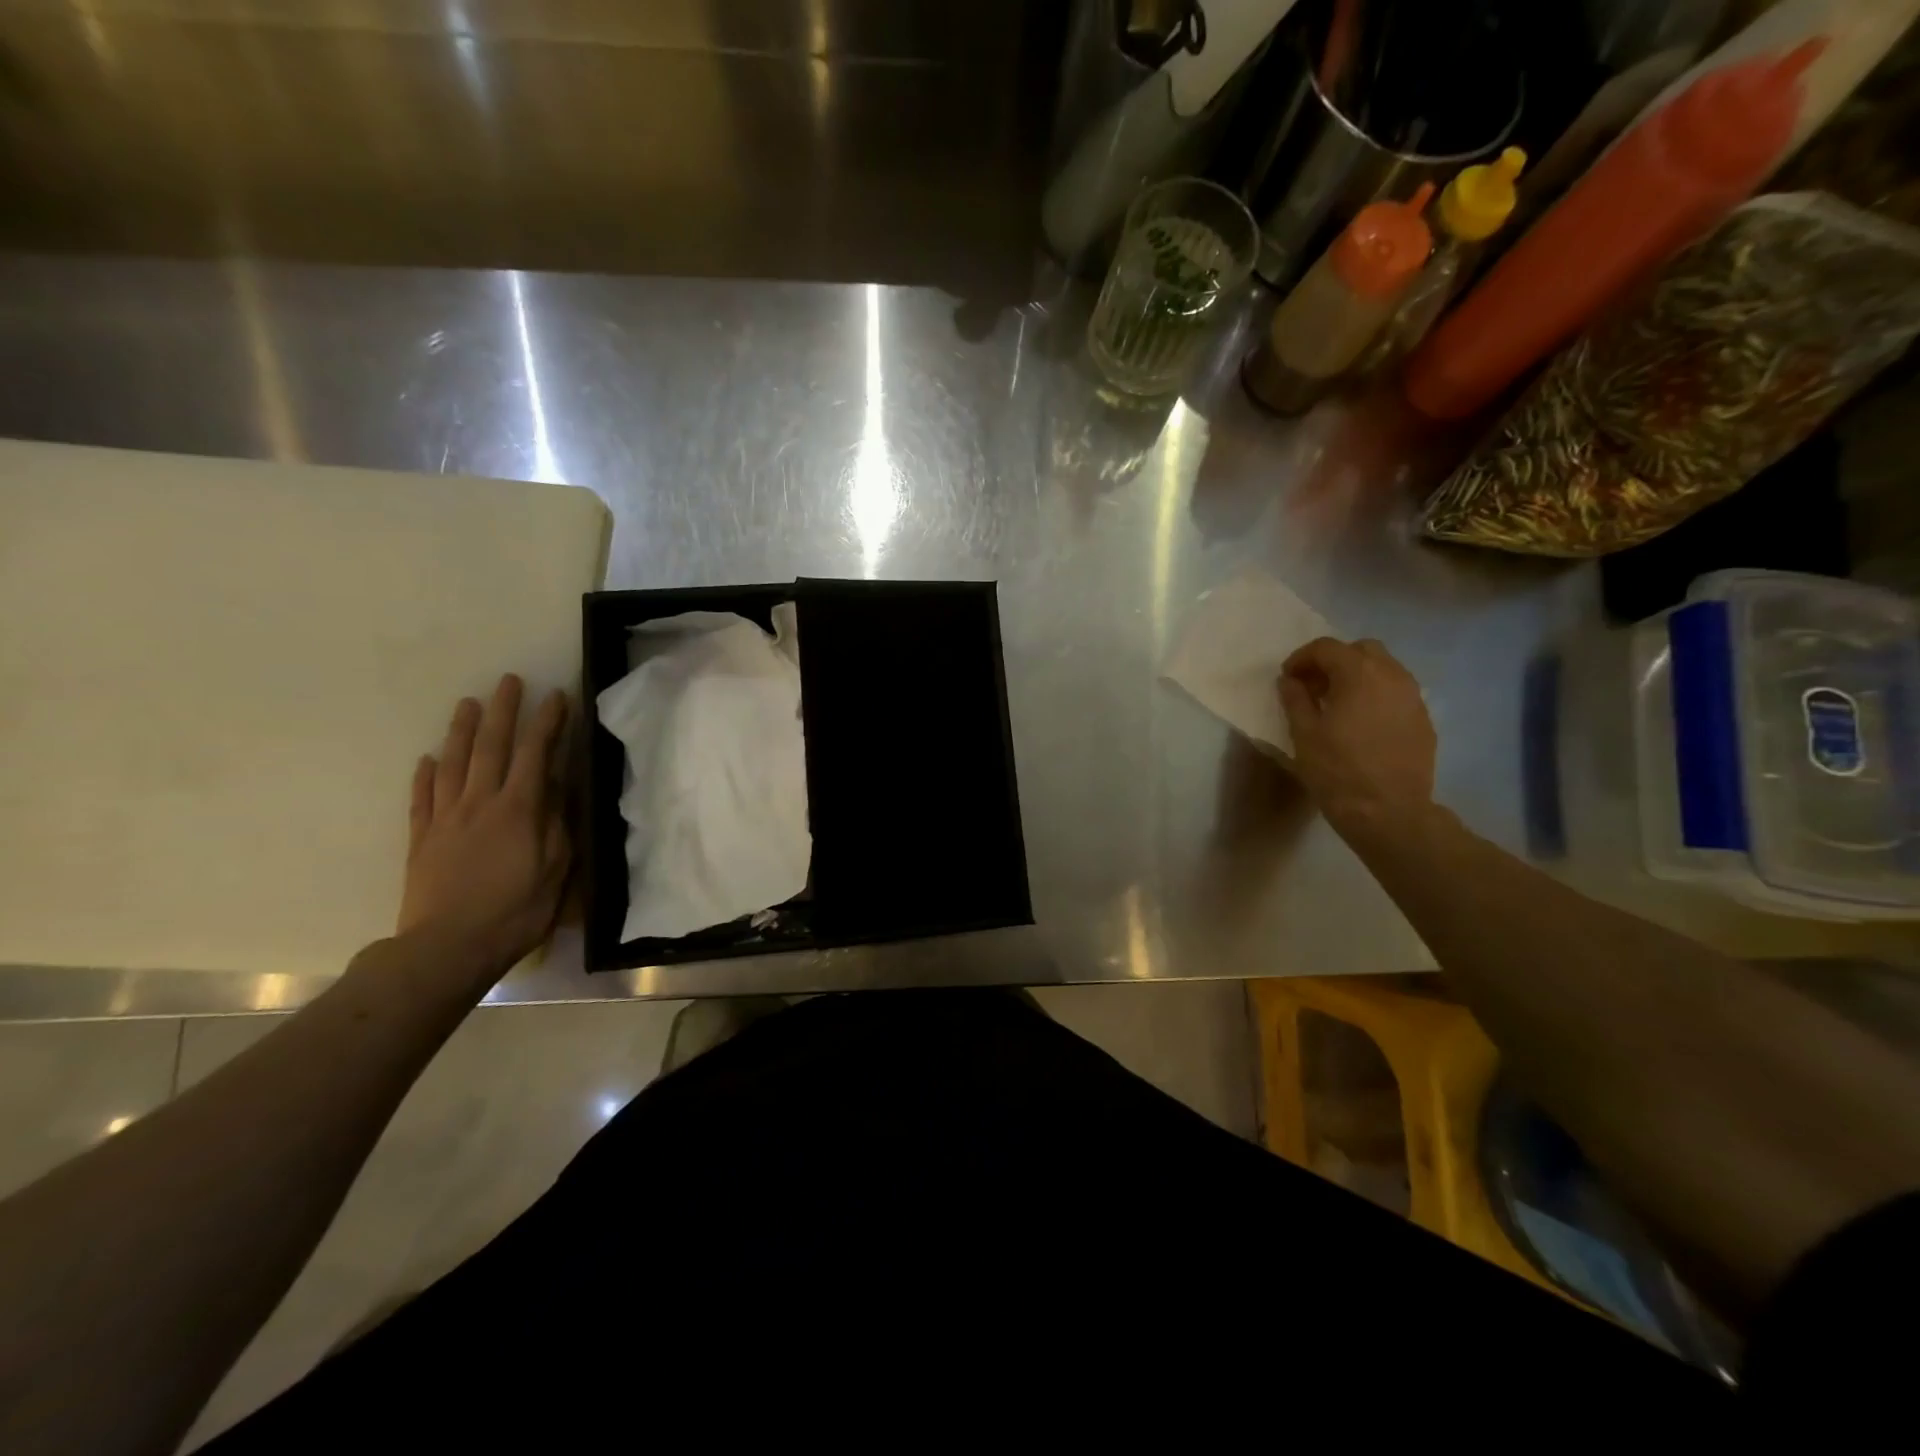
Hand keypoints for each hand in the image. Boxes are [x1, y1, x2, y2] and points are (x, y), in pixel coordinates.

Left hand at [398, 674, 570, 978]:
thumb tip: (559, 784)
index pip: (537, 754)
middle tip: (508, 681)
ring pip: (452, 763)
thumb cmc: (516, 911)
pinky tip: (426, 759)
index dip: (548, 722)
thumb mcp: (557, 868)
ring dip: (461, 730)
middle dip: (503, 711)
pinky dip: (424, 774)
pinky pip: (422, 798)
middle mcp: (480, 803)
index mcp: (519, 809)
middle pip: (491, 747)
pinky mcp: (422, 839)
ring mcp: (446, 818)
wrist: (448, 948)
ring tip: (467, 703)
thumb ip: (557, 822)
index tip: (557, 696)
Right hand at [1278, 637, 1435, 843]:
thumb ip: (1295, 699)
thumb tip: (1290, 680)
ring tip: (1338, 704)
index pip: (1327, 648)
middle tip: (1314, 687)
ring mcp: (1413, 697)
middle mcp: (1392, 676)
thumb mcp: (1304, 734)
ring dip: (1358, 677)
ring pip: (1385, 669)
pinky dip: (1376, 696)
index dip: (1302, 658)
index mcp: (1359, 674)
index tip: (1287, 678)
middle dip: (1335, 661)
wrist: (1389, 812)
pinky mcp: (1423, 720)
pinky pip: (1397, 693)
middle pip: (1362, 650)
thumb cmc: (1337, 770)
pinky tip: (1362, 723)